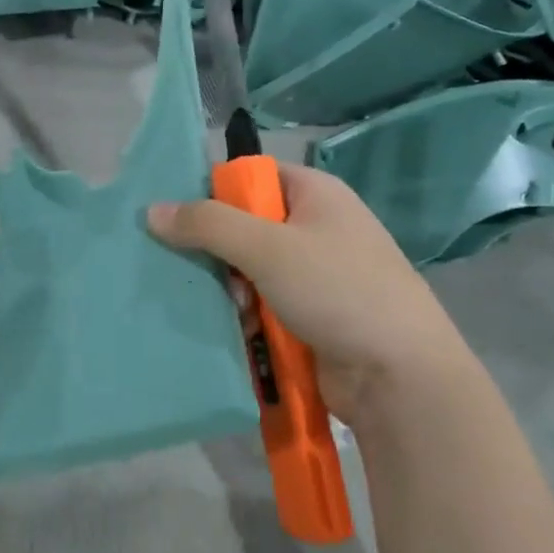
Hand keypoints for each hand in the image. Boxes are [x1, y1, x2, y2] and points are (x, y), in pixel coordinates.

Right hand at [148, 164, 480, 427]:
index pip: (250, 176)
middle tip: (207, 276)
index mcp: (316, 193)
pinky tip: (245, 332)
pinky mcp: (313, 313)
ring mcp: (317, 273)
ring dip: (233, 290)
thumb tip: (153, 210)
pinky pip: (265, 303)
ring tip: (233, 311)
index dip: (213, 193)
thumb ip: (207, 225)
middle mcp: (317, 226)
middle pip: (246, 225)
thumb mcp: (267, 248)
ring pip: (251, 269)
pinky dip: (250, 315)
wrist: (400, 375)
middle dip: (220, 253)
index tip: (179, 221)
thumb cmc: (337, 291)